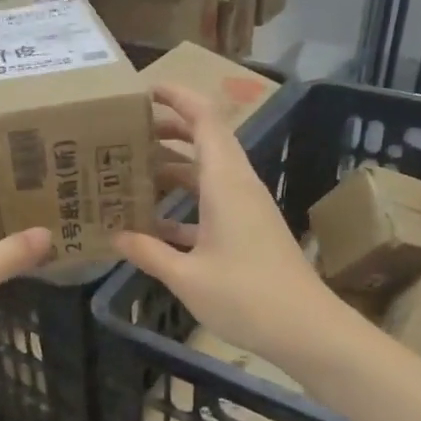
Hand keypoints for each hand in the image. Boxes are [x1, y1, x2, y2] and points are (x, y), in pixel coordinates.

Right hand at [114, 83, 342, 370]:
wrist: (306, 330)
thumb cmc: (246, 297)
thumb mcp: (186, 277)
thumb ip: (147, 252)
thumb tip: (113, 236)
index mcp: (225, 182)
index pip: (205, 120)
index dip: (178, 97)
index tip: (145, 90)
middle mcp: (238, 186)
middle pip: (205, 140)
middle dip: (167, 130)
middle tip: (126, 133)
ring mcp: (246, 208)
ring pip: (207, 172)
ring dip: (173, 167)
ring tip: (131, 172)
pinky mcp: (249, 231)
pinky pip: (211, 201)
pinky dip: (183, 202)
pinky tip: (153, 222)